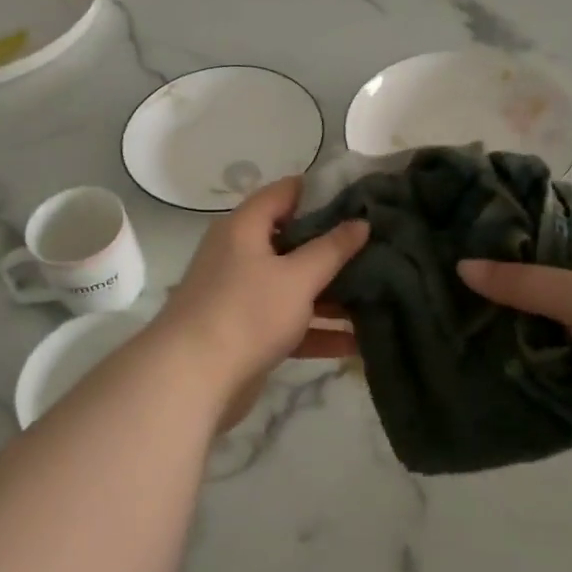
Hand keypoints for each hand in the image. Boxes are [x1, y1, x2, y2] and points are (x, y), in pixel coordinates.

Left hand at [155, 178, 367, 418]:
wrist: (193, 379)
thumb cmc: (248, 313)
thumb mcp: (297, 277)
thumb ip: (331, 249)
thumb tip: (361, 222)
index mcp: (244, 228)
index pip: (285, 193)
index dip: (322, 191)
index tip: (362, 199)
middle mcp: (239, 255)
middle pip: (293, 241)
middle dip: (334, 248)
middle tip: (379, 248)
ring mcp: (242, 296)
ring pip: (293, 286)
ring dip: (331, 294)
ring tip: (378, 294)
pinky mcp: (247, 333)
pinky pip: (288, 323)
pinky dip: (317, 330)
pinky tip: (356, 342)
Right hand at [457, 215, 571, 437]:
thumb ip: (520, 282)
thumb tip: (461, 266)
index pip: (541, 225)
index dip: (502, 230)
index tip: (452, 237)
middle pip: (536, 276)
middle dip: (497, 285)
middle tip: (439, 286)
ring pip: (540, 319)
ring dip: (508, 326)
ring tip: (448, 323)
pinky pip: (550, 354)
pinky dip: (525, 358)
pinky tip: (479, 358)